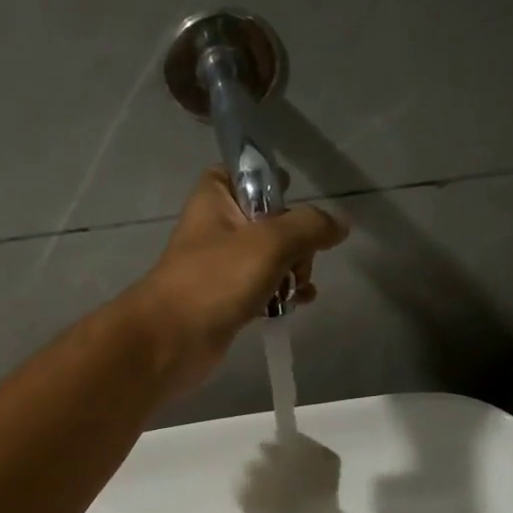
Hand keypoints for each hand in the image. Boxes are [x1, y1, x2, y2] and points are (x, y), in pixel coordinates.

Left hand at [122, 170, 347, 397]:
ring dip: (294, 269)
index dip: (269, 181)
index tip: (294, 197)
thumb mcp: (270, 242)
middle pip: (269, 219)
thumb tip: (340, 224)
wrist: (172, 340)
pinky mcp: (228, 299)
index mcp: (215, 199)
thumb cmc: (216, 280)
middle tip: (299, 260)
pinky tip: (299, 303)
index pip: (241, 172)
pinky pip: (264, 287)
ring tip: (300, 287)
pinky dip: (283, 293)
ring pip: (271, 256)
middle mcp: (217, 228)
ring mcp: (222, 266)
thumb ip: (310, 227)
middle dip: (296, 239)